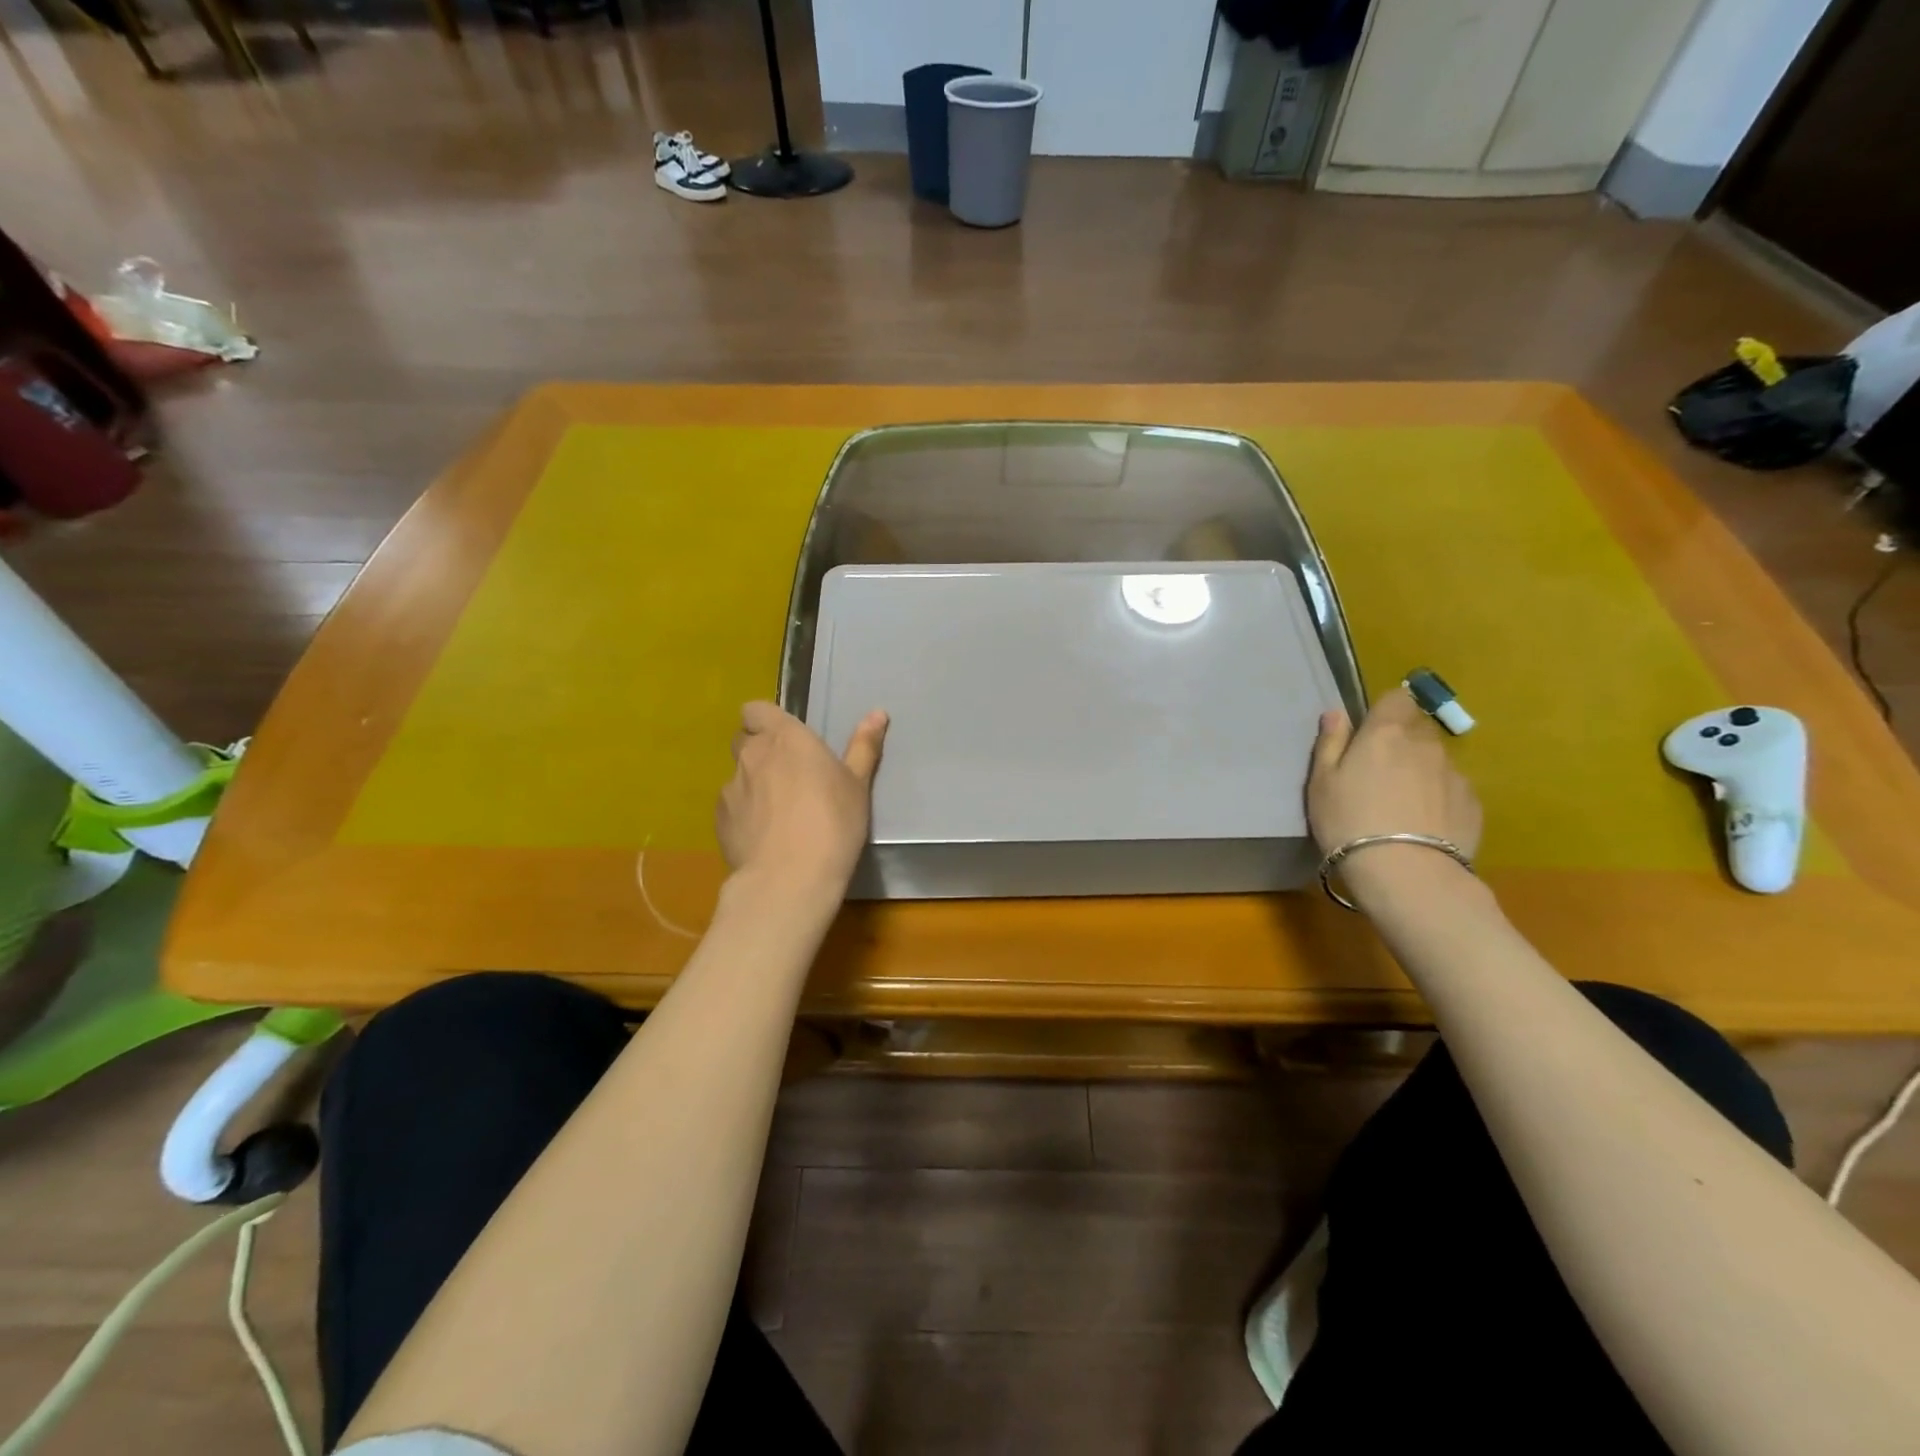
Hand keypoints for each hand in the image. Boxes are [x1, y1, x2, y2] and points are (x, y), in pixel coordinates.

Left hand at [716, 701, 887, 901]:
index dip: (765, 720)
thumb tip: (878, 713)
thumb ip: (863, 746)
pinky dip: (744, 814)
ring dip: (753, 784)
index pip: (755, 709)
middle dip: (760, 750)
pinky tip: (764, 836)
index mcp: (784, 737)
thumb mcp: (857, 784)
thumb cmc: (833, 822)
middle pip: (744, 739)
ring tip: (778, 812)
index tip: (786, 738)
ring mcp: (730, 788)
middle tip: (788, 773)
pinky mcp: (719, 821)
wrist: (790, 878)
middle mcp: (751, 755)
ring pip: (737, 775)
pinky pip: (731, 807)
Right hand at [1307, 688, 1482, 862]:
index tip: (1370, 731)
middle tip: (1380, 774)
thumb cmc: (1349, 821)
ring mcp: (1455, 774)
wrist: (1406, 873)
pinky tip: (1423, 826)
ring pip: (1436, 761)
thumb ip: (1330, 743)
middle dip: (1402, 743)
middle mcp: (1425, 744)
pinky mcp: (1473, 804)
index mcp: (1385, 733)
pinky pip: (1452, 790)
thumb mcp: (1321, 783)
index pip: (1397, 698)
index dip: (1385, 710)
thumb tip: (1337, 713)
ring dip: (1421, 772)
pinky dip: (1439, 799)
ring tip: (1403, 806)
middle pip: (1417, 729)